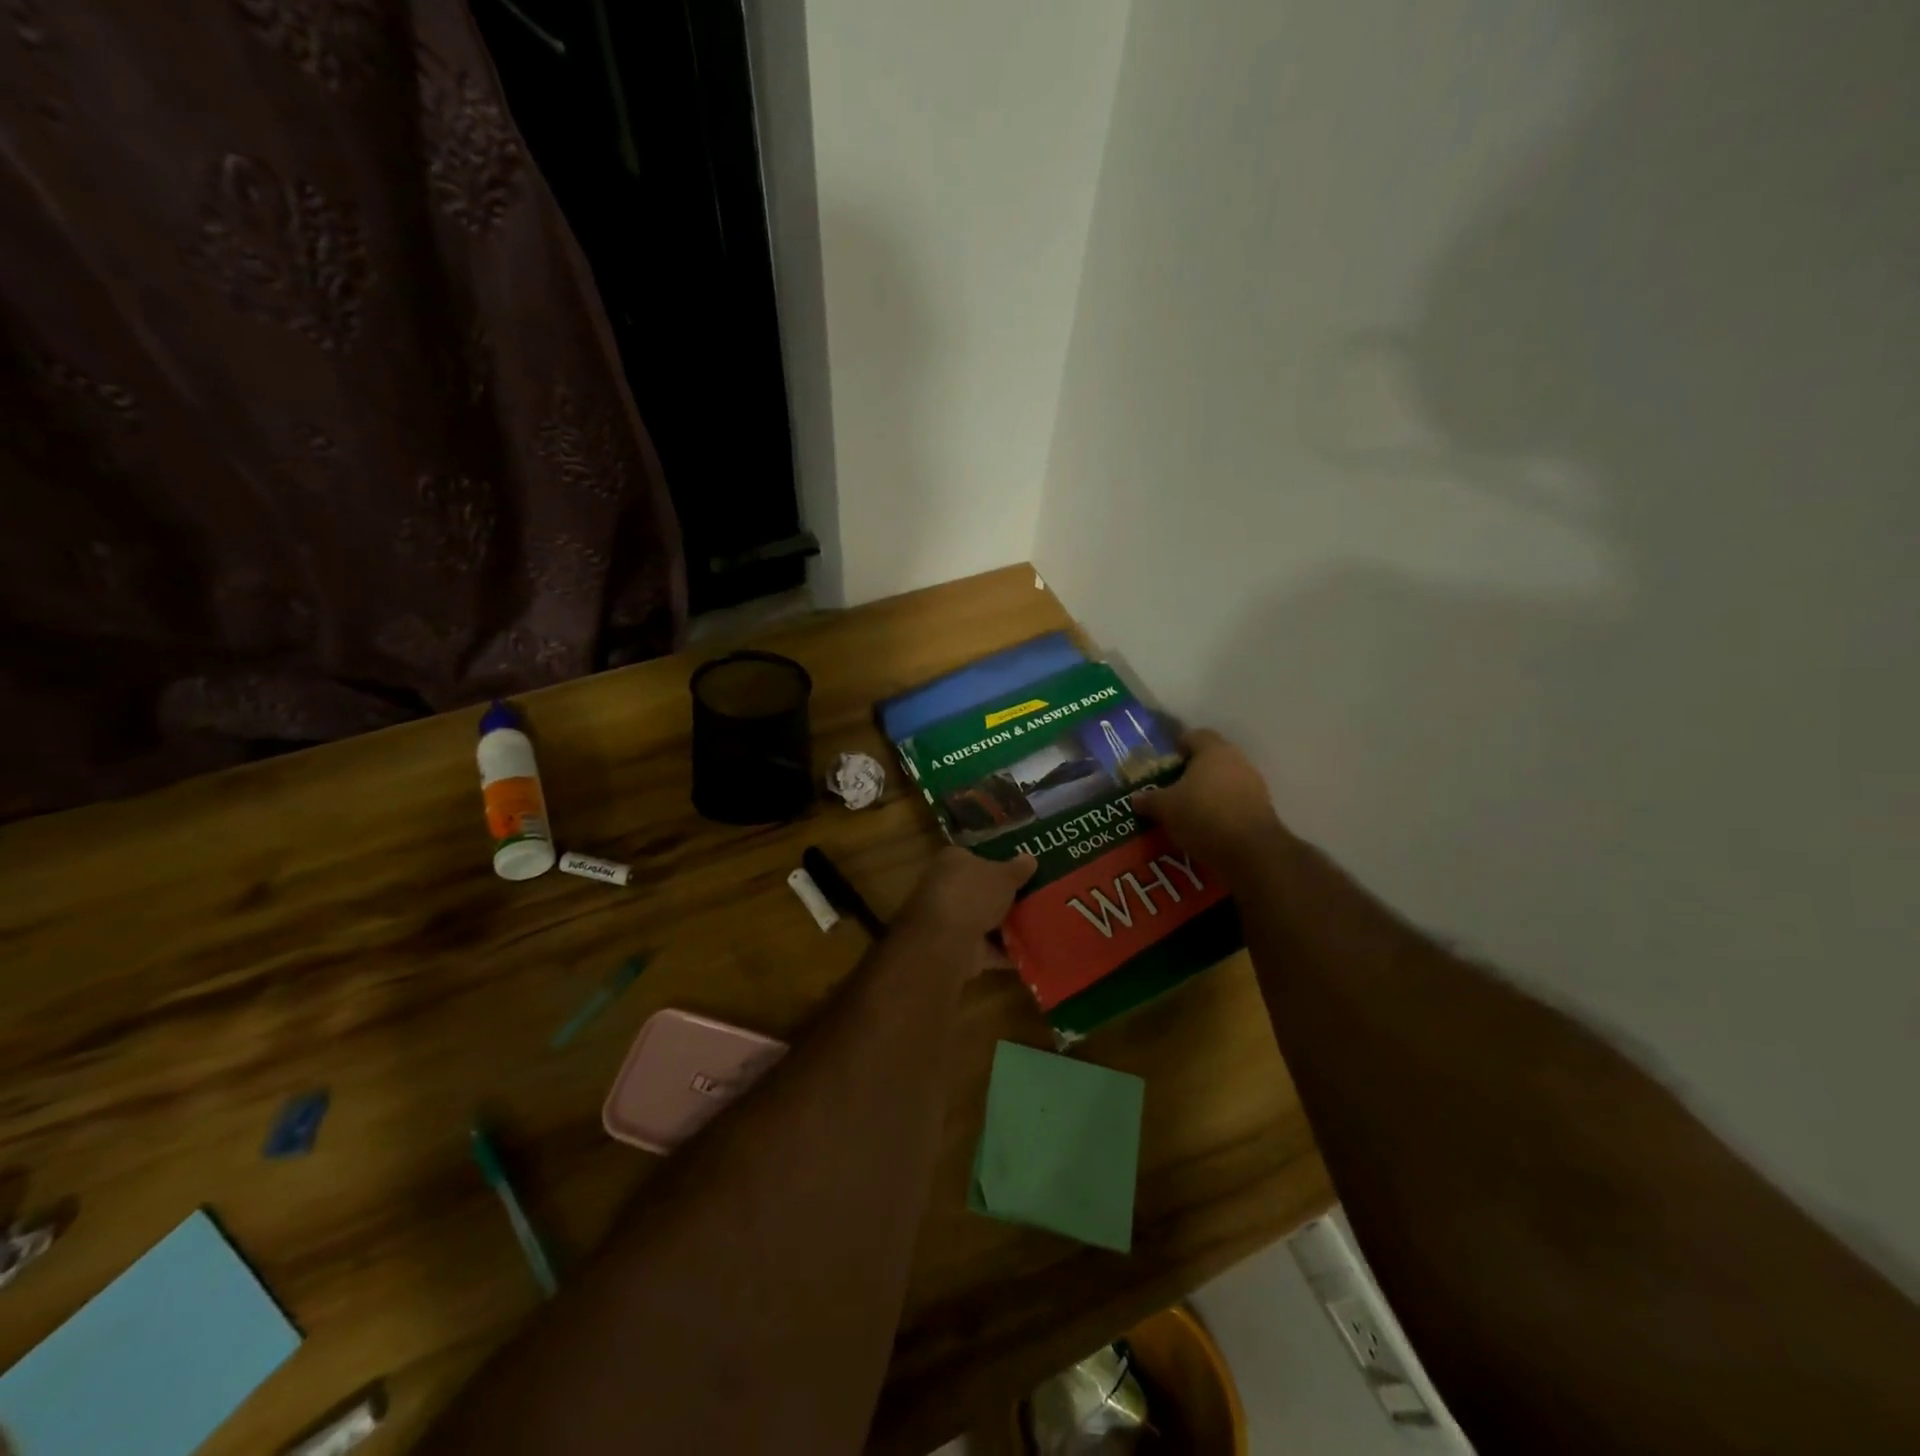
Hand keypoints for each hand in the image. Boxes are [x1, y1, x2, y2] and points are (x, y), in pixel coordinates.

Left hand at [894, 847, 1036, 974]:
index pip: (974, 856)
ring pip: (984, 919)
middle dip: (1003, 895)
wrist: (947, 942)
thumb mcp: (1003, 875)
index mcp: (952, 861)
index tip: (1021, 868)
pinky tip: (1031, 950)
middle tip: (1035, 895)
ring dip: (1006, 925)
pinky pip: (988, 947)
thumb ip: (1017, 868)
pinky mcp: (958, 948)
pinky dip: (1006, 950)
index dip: (997, 861)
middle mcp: (946, 887)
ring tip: (1039, 922)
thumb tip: (1030, 858)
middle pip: (980, 889)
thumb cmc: (973, 894)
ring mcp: (951, 920)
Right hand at [1133, 729, 1288, 875]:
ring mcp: (1253, 784)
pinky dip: (1221, 809)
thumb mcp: (1165, 808)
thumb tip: (1136, 798)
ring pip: (1224, 781)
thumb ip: (1149, 800)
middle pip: (1211, 759)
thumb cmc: (1202, 815)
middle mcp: (1237, 760)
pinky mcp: (1262, 808)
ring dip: (1207, 792)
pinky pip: (1235, 801)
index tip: (1165, 763)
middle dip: (1191, 772)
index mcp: (1213, 750)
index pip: (1194, 735)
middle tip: (1171, 788)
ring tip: (1187, 811)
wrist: (1250, 851)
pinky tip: (1206, 827)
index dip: (1177, 746)